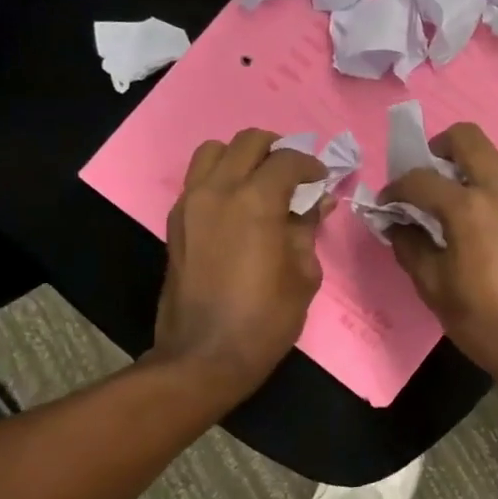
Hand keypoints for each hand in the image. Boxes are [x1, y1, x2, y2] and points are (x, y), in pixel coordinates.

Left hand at [150, 129, 329, 403]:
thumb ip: (307, 228)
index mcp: (255, 202)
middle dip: (276, 149)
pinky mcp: (176, 223)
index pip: (287, 159)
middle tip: (294, 174)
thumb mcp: (303, 273)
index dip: (311, 165)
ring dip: (241, 157)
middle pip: (247, 142)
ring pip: (213, 152)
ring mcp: (190, 205)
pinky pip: (198, 180)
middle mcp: (217, 191)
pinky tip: (239, 206)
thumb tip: (318, 202)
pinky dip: (220, 178)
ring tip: (261, 181)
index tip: (322, 180)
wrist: (204, 356)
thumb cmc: (265, 318)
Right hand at [381, 123, 497, 382]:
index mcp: (471, 208)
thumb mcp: (434, 287)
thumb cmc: (483, 321)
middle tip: (425, 180)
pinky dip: (488, 188)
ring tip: (451, 204)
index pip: (422, 179)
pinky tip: (480, 222)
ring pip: (492, 158)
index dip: (396, 188)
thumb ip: (410, 244)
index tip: (388, 204)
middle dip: (437, 150)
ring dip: (466, 169)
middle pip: (467, 138)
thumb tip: (396, 223)